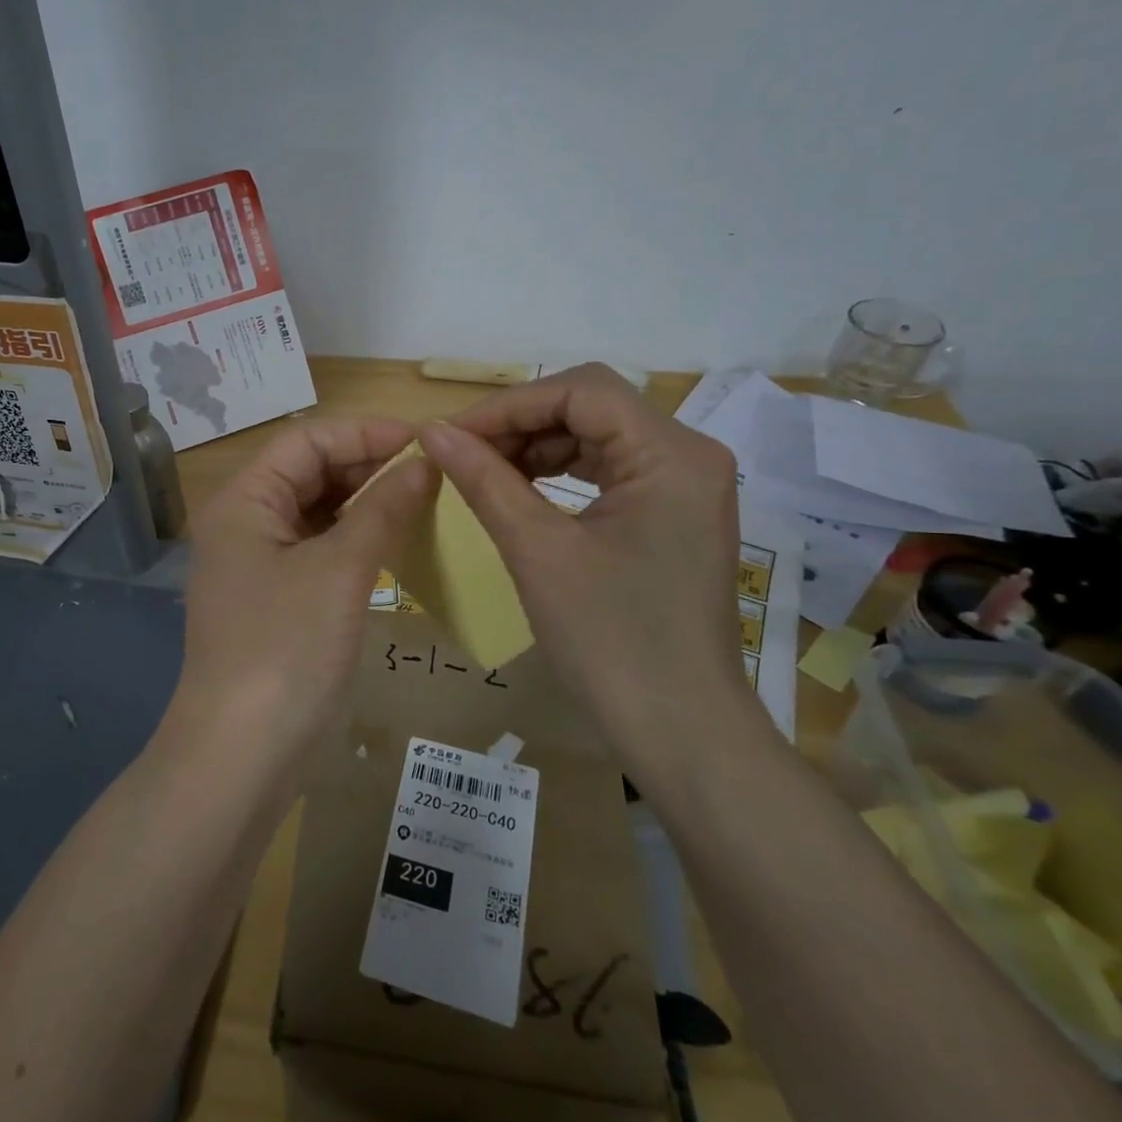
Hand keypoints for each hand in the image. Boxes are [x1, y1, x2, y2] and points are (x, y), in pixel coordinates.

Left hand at [159, 418, 436, 781]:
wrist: (241, 754)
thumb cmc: (285, 648)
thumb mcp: (340, 571)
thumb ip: (383, 508)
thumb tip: (424, 463)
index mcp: (244, 500)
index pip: (306, 440)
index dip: (363, 433)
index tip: (424, 441)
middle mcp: (245, 523)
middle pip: (309, 473)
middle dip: (368, 466)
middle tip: (432, 473)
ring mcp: (258, 564)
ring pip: (317, 513)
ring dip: (365, 503)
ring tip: (424, 501)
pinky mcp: (276, 600)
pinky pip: (319, 550)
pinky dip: (356, 540)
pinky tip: (396, 543)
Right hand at [417, 365, 768, 778]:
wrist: (678, 731)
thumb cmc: (610, 640)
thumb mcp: (538, 551)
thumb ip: (485, 480)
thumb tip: (433, 431)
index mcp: (672, 455)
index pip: (582, 391)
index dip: (509, 405)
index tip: (451, 434)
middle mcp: (689, 456)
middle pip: (592, 407)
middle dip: (520, 424)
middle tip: (460, 453)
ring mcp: (684, 487)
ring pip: (596, 436)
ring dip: (536, 447)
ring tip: (481, 472)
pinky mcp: (671, 515)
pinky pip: (607, 471)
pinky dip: (558, 473)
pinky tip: (519, 490)